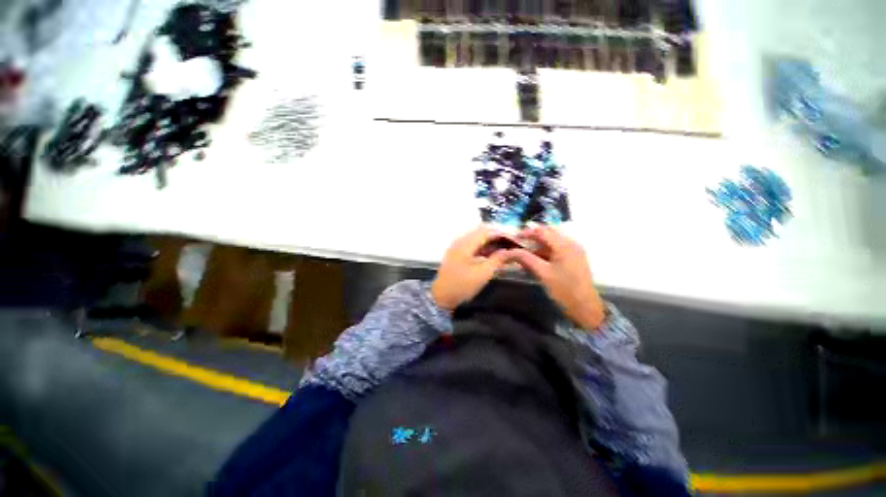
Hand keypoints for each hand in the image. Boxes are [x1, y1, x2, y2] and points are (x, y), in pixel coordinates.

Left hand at [431, 226, 514, 310]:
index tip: (514, 239)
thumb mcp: (483, 274)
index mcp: (465, 244)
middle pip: (481, 231)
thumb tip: (509, 251)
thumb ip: (497, 259)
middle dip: (497, 236)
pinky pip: (472, 244)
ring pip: (477, 237)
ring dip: (490, 241)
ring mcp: (457, 246)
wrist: (441, 297)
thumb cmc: (462, 286)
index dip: (501, 233)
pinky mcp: (456, 253)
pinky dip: (483, 247)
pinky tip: (492, 254)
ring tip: (504, 249)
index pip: (486, 231)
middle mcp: (460, 241)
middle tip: (510, 243)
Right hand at [509, 226, 605, 329]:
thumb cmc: (563, 290)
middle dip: (532, 237)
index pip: (542, 231)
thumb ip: (525, 259)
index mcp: (564, 245)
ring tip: (524, 253)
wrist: (585, 308)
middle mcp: (571, 244)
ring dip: (537, 245)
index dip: (526, 232)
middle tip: (517, 244)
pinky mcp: (574, 259)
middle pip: (548, 233)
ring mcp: (574, 251)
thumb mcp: (542, 273)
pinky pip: (556, 249)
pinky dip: (545, 252)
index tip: (513, 238)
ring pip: (552, 242)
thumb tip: (508, 251)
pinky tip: (535, 260)